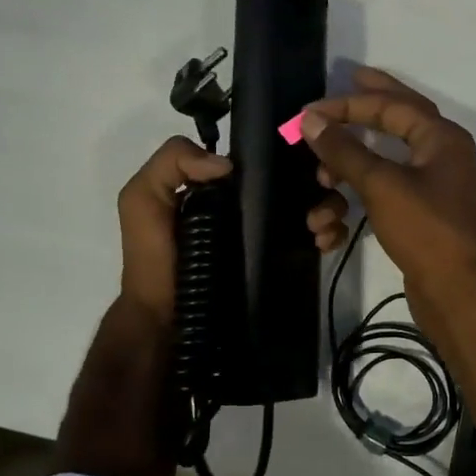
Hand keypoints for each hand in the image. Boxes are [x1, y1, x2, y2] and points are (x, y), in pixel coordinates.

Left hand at [117, 135, 353, 324]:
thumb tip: (228, 165)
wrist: (168, 322)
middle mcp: (255, 205)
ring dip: (331, 208)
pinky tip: (323, 242)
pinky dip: (333, 235)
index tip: (310, 158)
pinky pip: (321, 239)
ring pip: (319, 206)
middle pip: (302, 179)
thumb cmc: (155, 257)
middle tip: (322, 195)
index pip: (268, 158)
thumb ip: (170, 162)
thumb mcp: (142, 199)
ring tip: (320, 225)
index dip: (293, 153)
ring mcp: (275, 233)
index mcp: (227, 186)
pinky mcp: (287, 262)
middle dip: (322, 182)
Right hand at [300, 67, 475, 309]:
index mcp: (441, 138)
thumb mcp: (381, 184)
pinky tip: (332, 228)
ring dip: (349, 171)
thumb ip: (344, 149)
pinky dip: (359, 201)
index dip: (349, 104)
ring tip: (321, 182)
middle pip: (399, 119)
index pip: (392, 105)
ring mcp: (434, 185)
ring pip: (386, 162)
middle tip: (346, 81)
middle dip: (368, 105)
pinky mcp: (423, 213)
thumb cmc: (423, 229)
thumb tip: (311, 120)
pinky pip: (386, 193)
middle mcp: (442, 154)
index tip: (311, 111)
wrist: (454, 292)